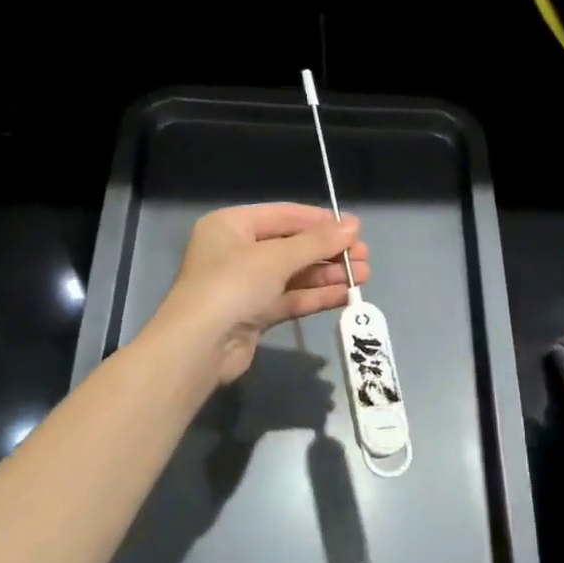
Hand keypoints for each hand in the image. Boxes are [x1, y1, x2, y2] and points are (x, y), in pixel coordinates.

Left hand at [147, 204, 370, 385]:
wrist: (199, 347)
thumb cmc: (233, 285)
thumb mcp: (276, 257)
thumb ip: (317, 242)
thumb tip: (353, 225)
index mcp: (231, 225)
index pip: (284, 215)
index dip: (321, 221)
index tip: (355, 228)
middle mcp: (236, 251)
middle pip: (291, 246)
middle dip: (329, 251)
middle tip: (364, 256)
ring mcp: (245, 285)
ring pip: (294, 274)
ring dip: (327, 274)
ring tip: (363, 276)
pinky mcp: (254, 314)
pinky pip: (291, 298)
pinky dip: (316, 296)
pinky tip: (345, 296)